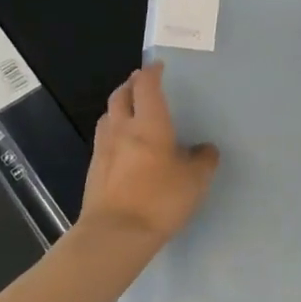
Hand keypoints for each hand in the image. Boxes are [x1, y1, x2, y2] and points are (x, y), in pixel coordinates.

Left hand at [79, 64, 217, 246]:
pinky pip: (103, 140)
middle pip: (120, 95)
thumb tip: (205, 149)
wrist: (115, 234)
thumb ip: (203, 160)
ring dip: (118, 108)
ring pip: (108, 116)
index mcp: (149, 123)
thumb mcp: (195, 180)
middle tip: (141, 84)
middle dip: (131, 85)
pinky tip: (122, 147)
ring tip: (130, 112)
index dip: (152, 73)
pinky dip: (113, 133)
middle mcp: (122, 128)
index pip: (147, 86)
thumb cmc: (159, 199)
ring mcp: (104, 149)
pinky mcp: (94, 170)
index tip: (158, 67)